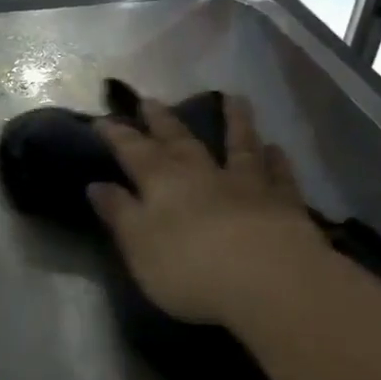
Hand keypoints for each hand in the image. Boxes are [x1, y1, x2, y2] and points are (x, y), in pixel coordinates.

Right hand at [89, 96, 327, 324]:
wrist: (268, 280)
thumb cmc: (190, 269)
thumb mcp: (139, 245)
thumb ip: (119, 213)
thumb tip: (96, 184)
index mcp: (162, 183)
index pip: (133, 152)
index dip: (117, 136)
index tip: (102, 120)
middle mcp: (203, 174)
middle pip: (180, 141)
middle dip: (163, 121)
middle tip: (151, 100)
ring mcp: (247, 185)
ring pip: (239, 146)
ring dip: (235, 122)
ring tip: (234, 98)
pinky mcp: (284, 203)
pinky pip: (279, 175)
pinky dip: (276, 160)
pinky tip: (276, 148)